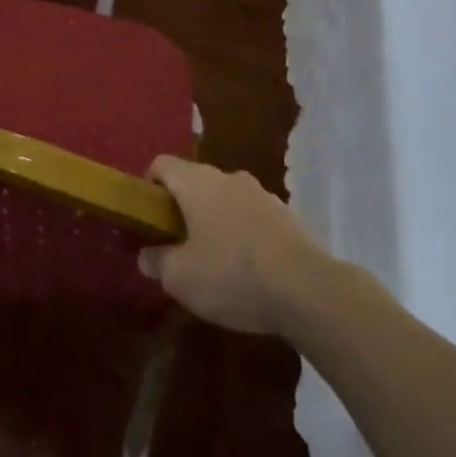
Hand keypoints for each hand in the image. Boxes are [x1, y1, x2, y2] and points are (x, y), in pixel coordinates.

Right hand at [138, 156, 342, 338]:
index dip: (149, 186)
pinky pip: (253, 217)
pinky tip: (248, 269)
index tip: (149, 217)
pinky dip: (244, 233)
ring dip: (215, 220)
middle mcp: (228, 178)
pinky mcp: (288, 216)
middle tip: (177, 244)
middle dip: (182, 208)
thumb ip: (156, 262)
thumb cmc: (232, 275)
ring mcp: (262, 194)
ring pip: (226, 199)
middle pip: (194, 181)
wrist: (310, 291)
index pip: (161, 164)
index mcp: (196, 182)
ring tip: (215, 260)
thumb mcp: (180, 278)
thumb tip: (146, 256)